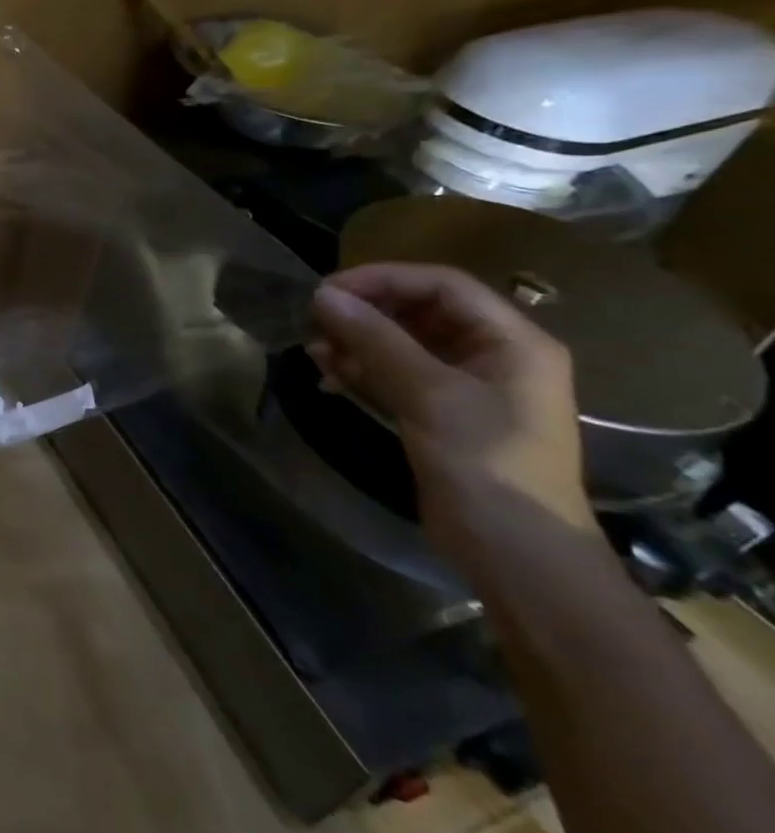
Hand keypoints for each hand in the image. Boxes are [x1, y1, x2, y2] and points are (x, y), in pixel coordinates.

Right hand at [310, 262, 594, 553]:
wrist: (517, 553)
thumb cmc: (487, 464)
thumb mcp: (429, 395)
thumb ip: (376, 340)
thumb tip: (323, 295)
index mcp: (513, 342)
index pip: (442, 285)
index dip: (383, 279)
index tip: (328, 291)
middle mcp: (494, 355)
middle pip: (421, 310)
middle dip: (365, 312)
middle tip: (315, 321)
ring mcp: (468, 386)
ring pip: (403, 342)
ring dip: (357, 341)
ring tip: (315, 351)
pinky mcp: (442, 413)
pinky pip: (397, 373)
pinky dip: (362, 369)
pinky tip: (329, 377)